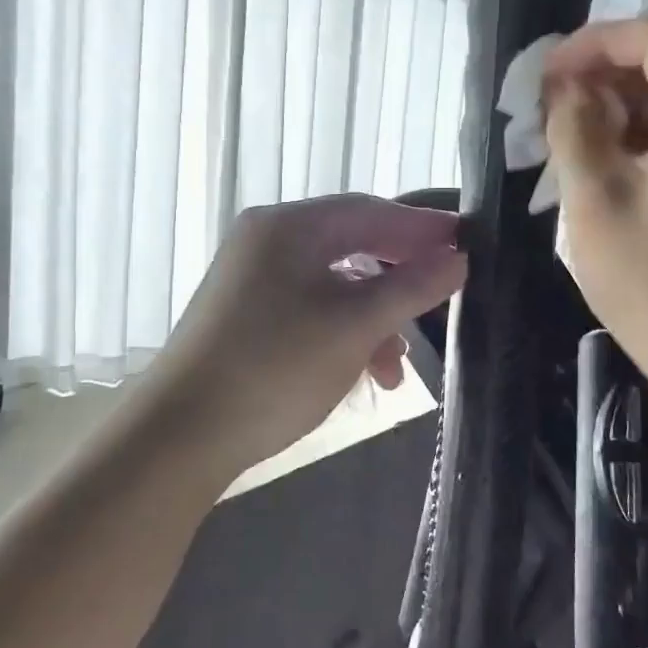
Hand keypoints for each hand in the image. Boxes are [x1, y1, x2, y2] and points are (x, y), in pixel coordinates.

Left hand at [145, 195, 466, 468]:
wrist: (181, 436)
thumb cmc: (275, 368)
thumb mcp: (354, 326)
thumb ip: (411, 287)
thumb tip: (458, 259)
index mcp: (289, 227)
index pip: (370, 211)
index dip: (422, 227)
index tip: (467, 242)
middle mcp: (267, 241)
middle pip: (352, 245)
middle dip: (400, 278)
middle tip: (444, 294)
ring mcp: (253, 280)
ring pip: (334, 285)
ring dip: (374, 318)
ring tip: (398, 366)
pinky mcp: (248, 316)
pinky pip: (311, 310)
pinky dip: (344, 334)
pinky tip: (365, 373)